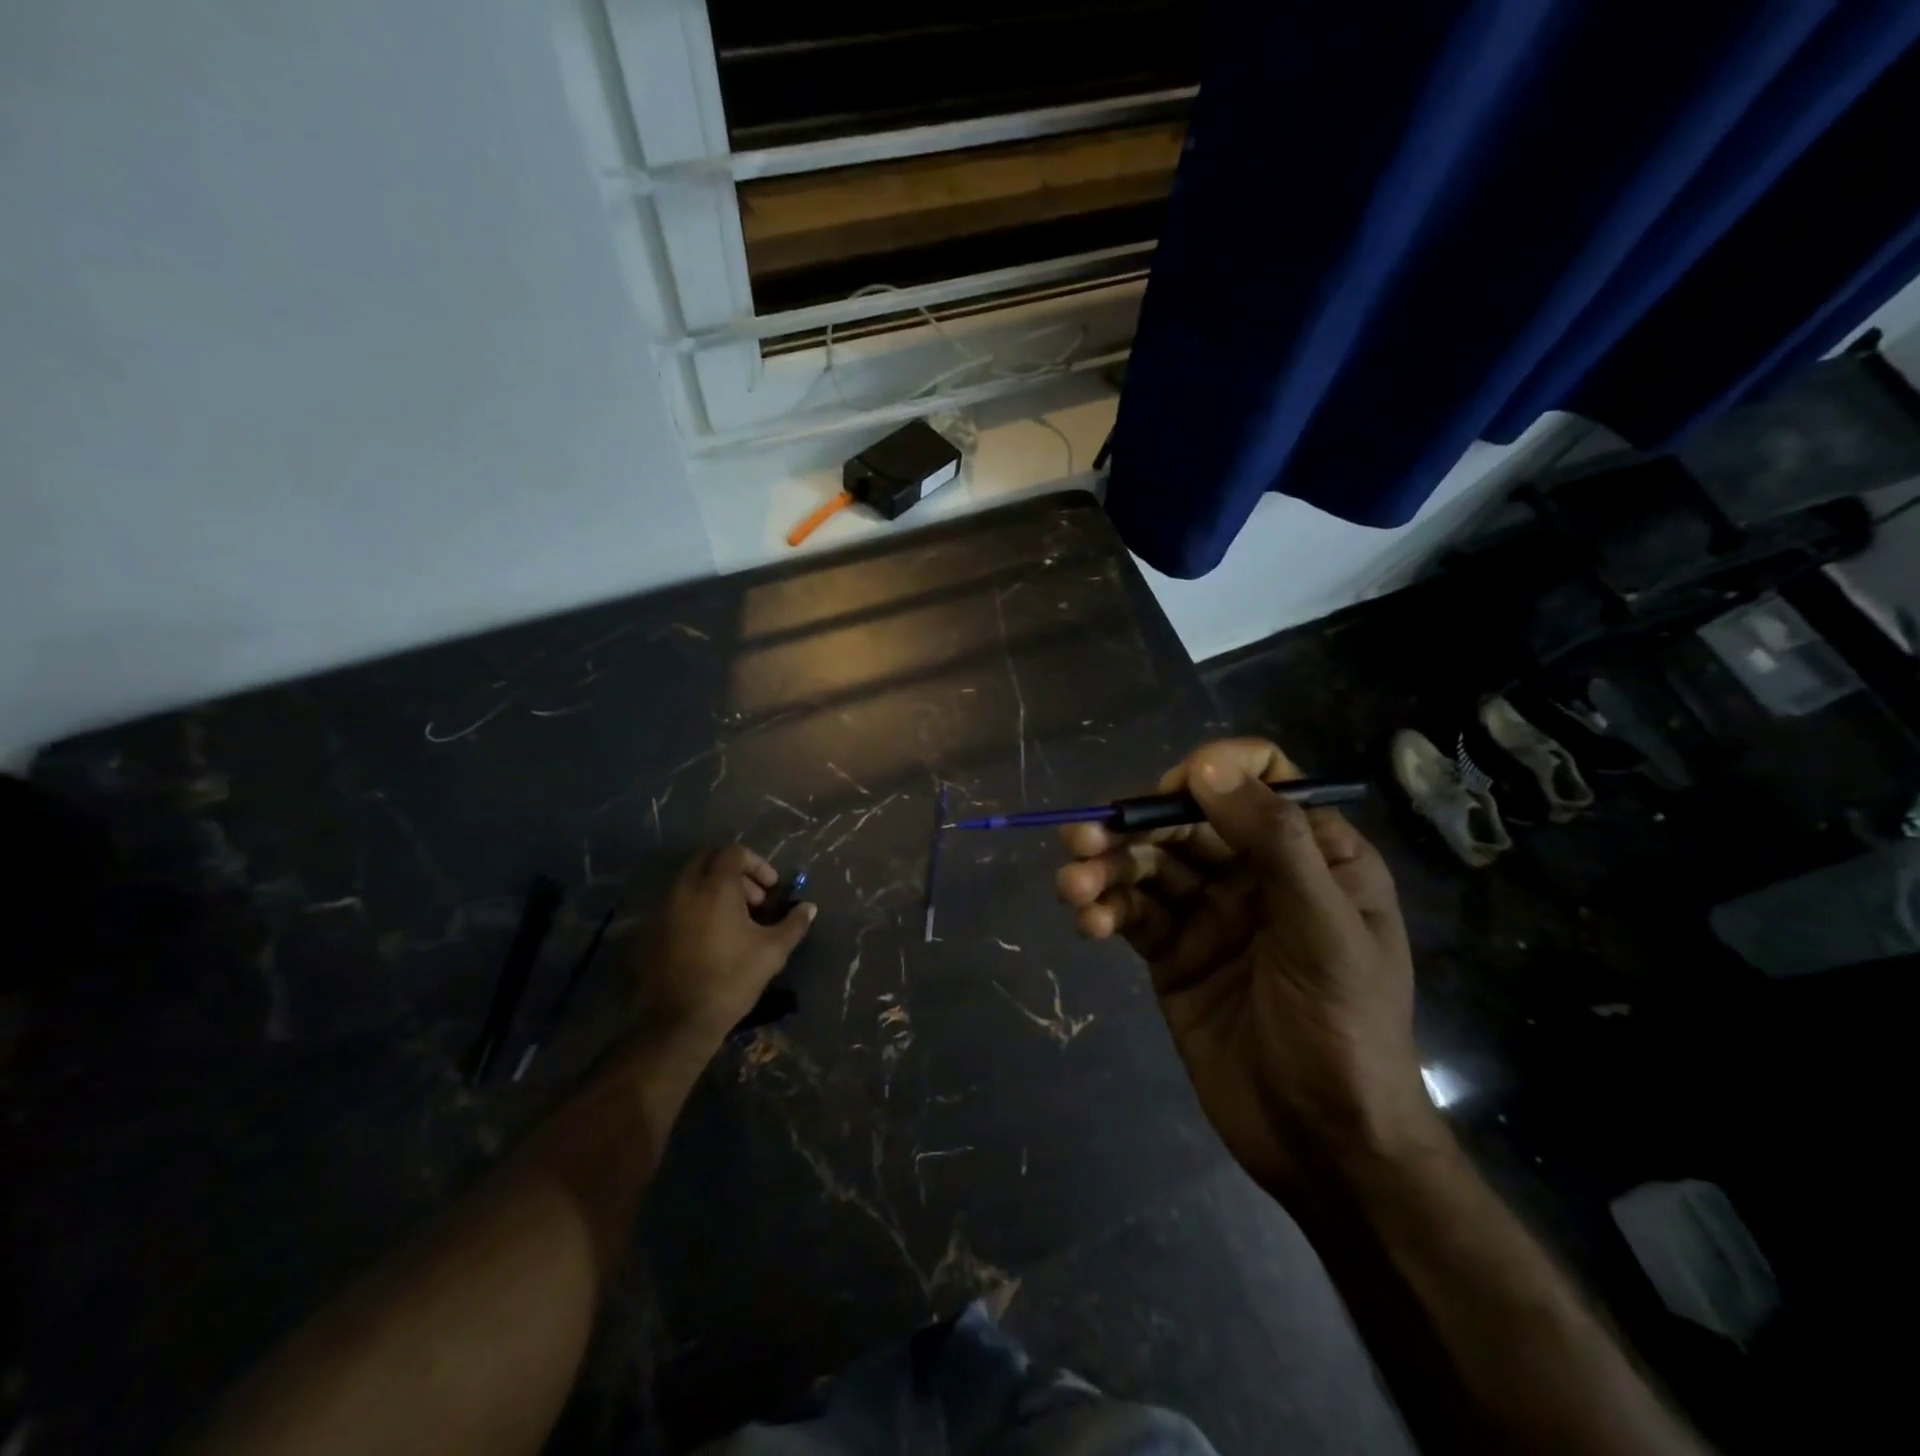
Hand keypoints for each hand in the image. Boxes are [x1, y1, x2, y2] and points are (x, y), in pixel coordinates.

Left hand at [631, 845, 815, 1050]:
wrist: (679, 1020)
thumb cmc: (731, 978)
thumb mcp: (772, 951)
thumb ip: (793, 924)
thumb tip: (809, 907)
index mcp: (715, 887)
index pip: (734, 852)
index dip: (757, 864)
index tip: (771, 889)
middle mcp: (685, 889)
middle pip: (708, 859)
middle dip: (734, 872)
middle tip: (753, 899)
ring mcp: (664, 909)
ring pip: (690, 881)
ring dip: (714, 889)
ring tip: (734, 920)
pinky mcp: (652, 930)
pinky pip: (677, 903)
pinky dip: (696, 907)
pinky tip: (711, 937)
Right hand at [1055, 739, 1439, 1198]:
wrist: (1324, 1145)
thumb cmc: (1345, 1029)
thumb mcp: (1323, 930)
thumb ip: (1275, 842)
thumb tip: (1207, 765)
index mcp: (1313, 854)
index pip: (1260, 779)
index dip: (1213, 774)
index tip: (1174, 796)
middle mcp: (1257, 872)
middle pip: (1186, 821)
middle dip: (1133, 826)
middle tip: (1082, 838)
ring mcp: (1211, 914)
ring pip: (1149, 866)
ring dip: (1105, 868)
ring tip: (1071, 886)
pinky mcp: (1173, 953)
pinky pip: (1132, 914)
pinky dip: (1105, 910)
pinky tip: (1089, 922)